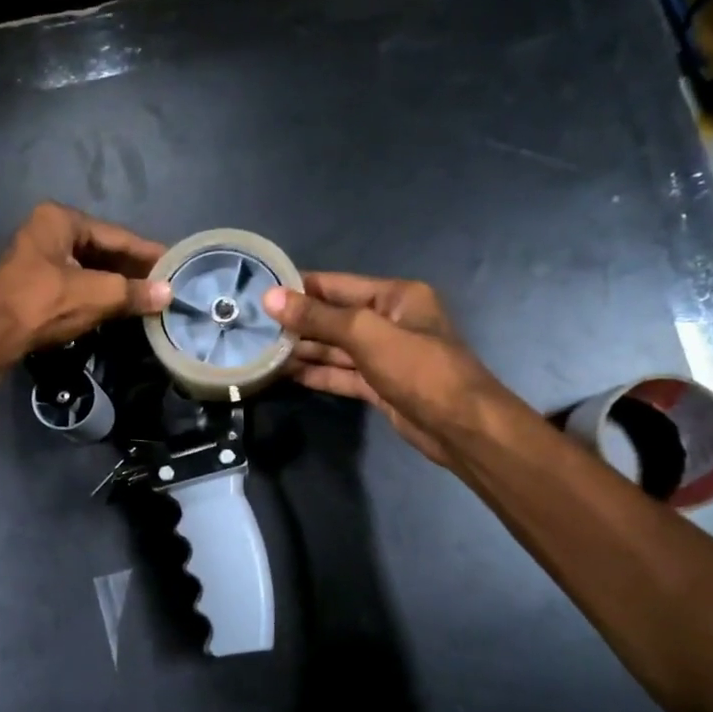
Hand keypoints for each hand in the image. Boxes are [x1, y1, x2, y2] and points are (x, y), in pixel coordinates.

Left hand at [0, 203, 169, 370]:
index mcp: (61, 219)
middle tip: (166, 284)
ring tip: (149, 297)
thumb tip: (169, 293)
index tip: (176, 264)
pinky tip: (119, 307)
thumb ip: (133, 292)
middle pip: (102, 250)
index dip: (148, 252)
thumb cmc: (42, 304)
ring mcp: (39, 258)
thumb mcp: (95, 295)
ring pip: (90, 268)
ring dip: (117, 284)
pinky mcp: (35, 284)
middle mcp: (49, 231)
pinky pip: (77, 284)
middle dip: (133, 269)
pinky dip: (99, 294)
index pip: (116, 235)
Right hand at [262, 272, 510, 466]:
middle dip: (297, 322)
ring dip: (303, 350)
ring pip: (335, 348)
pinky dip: (316, 374)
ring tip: (261, 350)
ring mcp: (384, 356)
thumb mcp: (366, 334)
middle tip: (252, 325)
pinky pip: (341, 374)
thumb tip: (271, 298)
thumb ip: (318, 317)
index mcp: (395, 297)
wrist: (460, 426)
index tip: (260, 290)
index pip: (337, 285)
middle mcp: (390, 321)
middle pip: (334, 317)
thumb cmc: (419, 369)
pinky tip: (285, 374)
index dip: (299, 288)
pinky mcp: (379, 386)